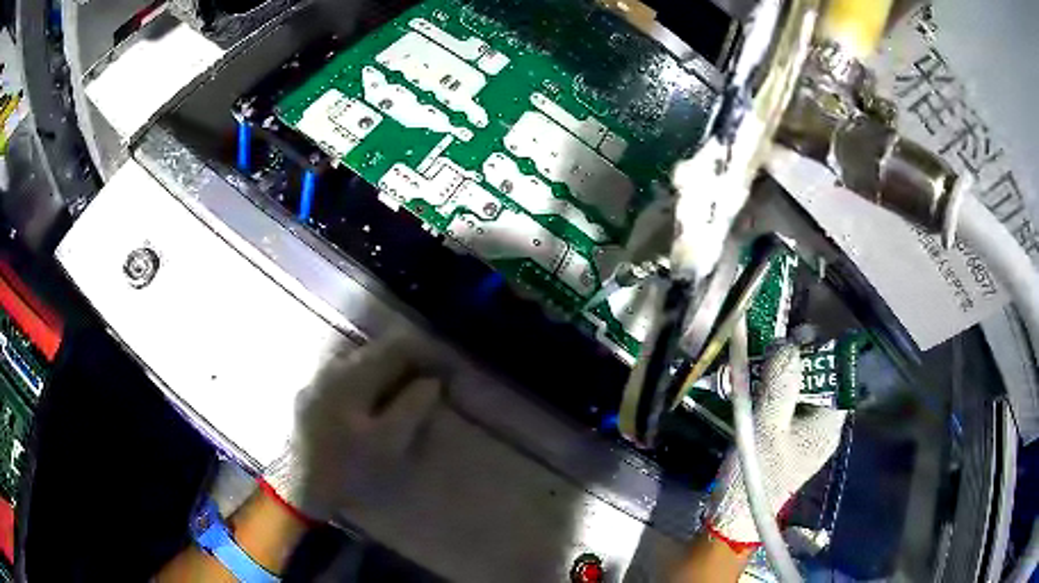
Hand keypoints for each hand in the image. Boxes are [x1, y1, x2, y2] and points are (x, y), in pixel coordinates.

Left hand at [262, 335, 441, 521]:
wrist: (300, 489)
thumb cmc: (348, 468)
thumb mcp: (389, 443)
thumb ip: (413, 406)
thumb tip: (431, 380)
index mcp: (353, 375)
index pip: (398, 346)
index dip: (428, 353)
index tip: (448, 371)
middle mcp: (334, 367)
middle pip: (379, 350)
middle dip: (410, 362)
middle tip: (433, 385)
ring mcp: (319, 379)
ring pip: (363, 363)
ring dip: (390, 373)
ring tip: (409, 395)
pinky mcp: (313, 394)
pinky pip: (350, 376)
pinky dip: (372, 383)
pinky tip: (377, 405)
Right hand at [703, 345, 846, 546]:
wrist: (735, 516)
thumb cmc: (756, 474)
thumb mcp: (767, 427)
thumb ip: (780, 384)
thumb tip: (788, 341)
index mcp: (828, 423)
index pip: (835, 373)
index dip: (818, 350)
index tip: (794, 336)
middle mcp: (823, 425)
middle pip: (818, 379)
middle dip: (795, 361)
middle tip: (770, 350)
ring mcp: (805, 434)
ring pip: (800, 391)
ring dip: (780, 376)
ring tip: (758, 367)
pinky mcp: (789, 440)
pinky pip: (787, 406)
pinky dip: (773, 393)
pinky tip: (754, 390)